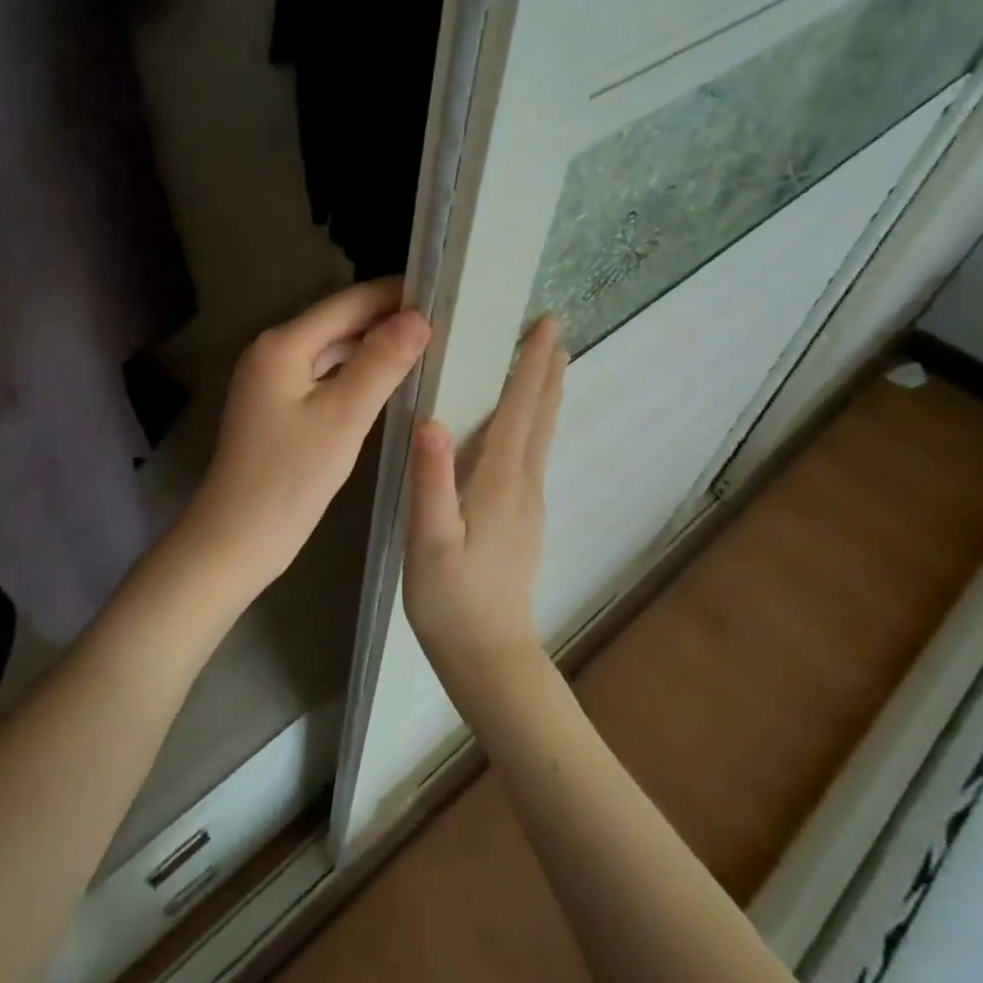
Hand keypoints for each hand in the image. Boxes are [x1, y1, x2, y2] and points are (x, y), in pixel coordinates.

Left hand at [180, 278, 430, 601]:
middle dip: (387, 319)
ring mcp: (273, 378)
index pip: (348, 303)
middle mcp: (273, 351)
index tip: (442, 290)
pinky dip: (356, 372)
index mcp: (283, 344)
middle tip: (445, 320)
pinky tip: (388, 379)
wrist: (237, 538)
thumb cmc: (290, 478)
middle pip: (339, 323)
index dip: (394, 294)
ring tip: (427, 344)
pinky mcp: (278, 405)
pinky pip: (324, 374)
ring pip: (332, 349)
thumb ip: (381, 363)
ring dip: (374, 346)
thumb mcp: (343, 417)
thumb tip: (418, 317)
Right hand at [403, 315, 566, 700]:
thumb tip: (432, 419)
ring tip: (546, 362)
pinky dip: (533, 420)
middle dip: (547, 370)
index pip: (521, 408)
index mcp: (501, 480)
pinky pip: (531, 452)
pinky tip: (522, 421)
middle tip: (552, 329)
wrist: (489, 657)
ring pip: (540, 433)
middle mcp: (524, 483)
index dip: (532, 364)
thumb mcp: (430, 540)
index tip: (546, 325)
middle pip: (540, 415)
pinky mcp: (523, 517)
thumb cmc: (452, 599)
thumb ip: (431, 480)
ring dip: (544, 393)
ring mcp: (528, 502)